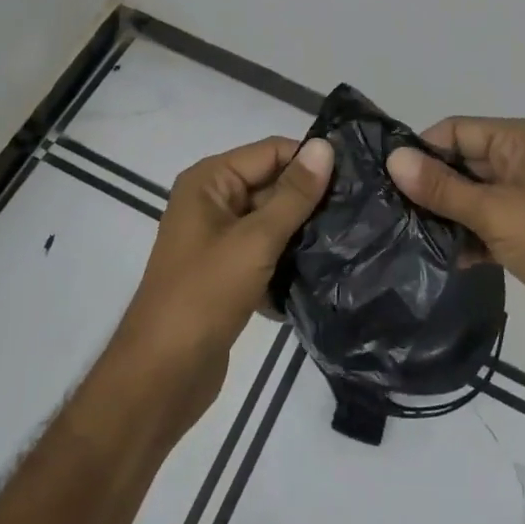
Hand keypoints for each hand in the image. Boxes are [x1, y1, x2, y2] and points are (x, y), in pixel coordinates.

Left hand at [121, 135, 332, 415]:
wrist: (162, 376)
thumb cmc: (205, 296)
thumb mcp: (255, 240)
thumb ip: (293, 195)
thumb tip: (325, 147)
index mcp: (210, 181)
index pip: (271, 151)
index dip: (310, 160)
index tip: (357, 176)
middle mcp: (211, 201)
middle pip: (272, 184)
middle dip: (310, 198)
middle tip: (361, 210)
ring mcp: (218, 239)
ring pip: (272, 221)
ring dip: (303, 232)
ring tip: (351, 238)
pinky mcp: (227, 273)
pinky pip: (266, 252)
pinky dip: (288, 260)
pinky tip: (324, 273)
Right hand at [387, 118, 524, 387]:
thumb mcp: (495, 211)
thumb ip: (442, 187)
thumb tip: (394, 158)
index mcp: (523, 141)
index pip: (459, 129)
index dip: (424, 149)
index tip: (387, 176)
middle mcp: (524, 163)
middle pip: (463, 161)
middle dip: (430, 183)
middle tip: (387, 206)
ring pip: (471, 196)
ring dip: (443, 213)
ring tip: (403, 231)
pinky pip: (483, 225)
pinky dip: (463, 237)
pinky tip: (437, 256)